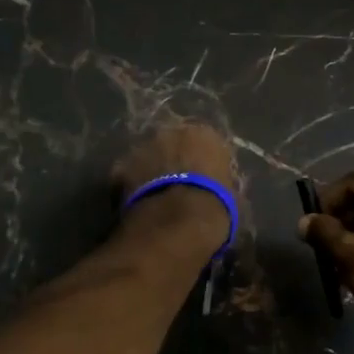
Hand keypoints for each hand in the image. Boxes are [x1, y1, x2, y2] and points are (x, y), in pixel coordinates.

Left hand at [112, 123, 238, 253]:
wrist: (178, 221)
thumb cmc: (215, 205)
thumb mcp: (231, 193)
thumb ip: (221, 181)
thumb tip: (218, 185)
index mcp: (205, 134)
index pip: (204, 143)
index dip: (200, 162)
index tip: (201, 179)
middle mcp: (172, 131)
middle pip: (171, 144)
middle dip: (172, 160)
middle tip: (176, 185)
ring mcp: (143, 146)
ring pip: (147, 156)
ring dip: (150, 170)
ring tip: (155, 197)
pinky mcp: (121, 166)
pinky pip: (127, 174)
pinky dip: (131, 185)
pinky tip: (138, 204)